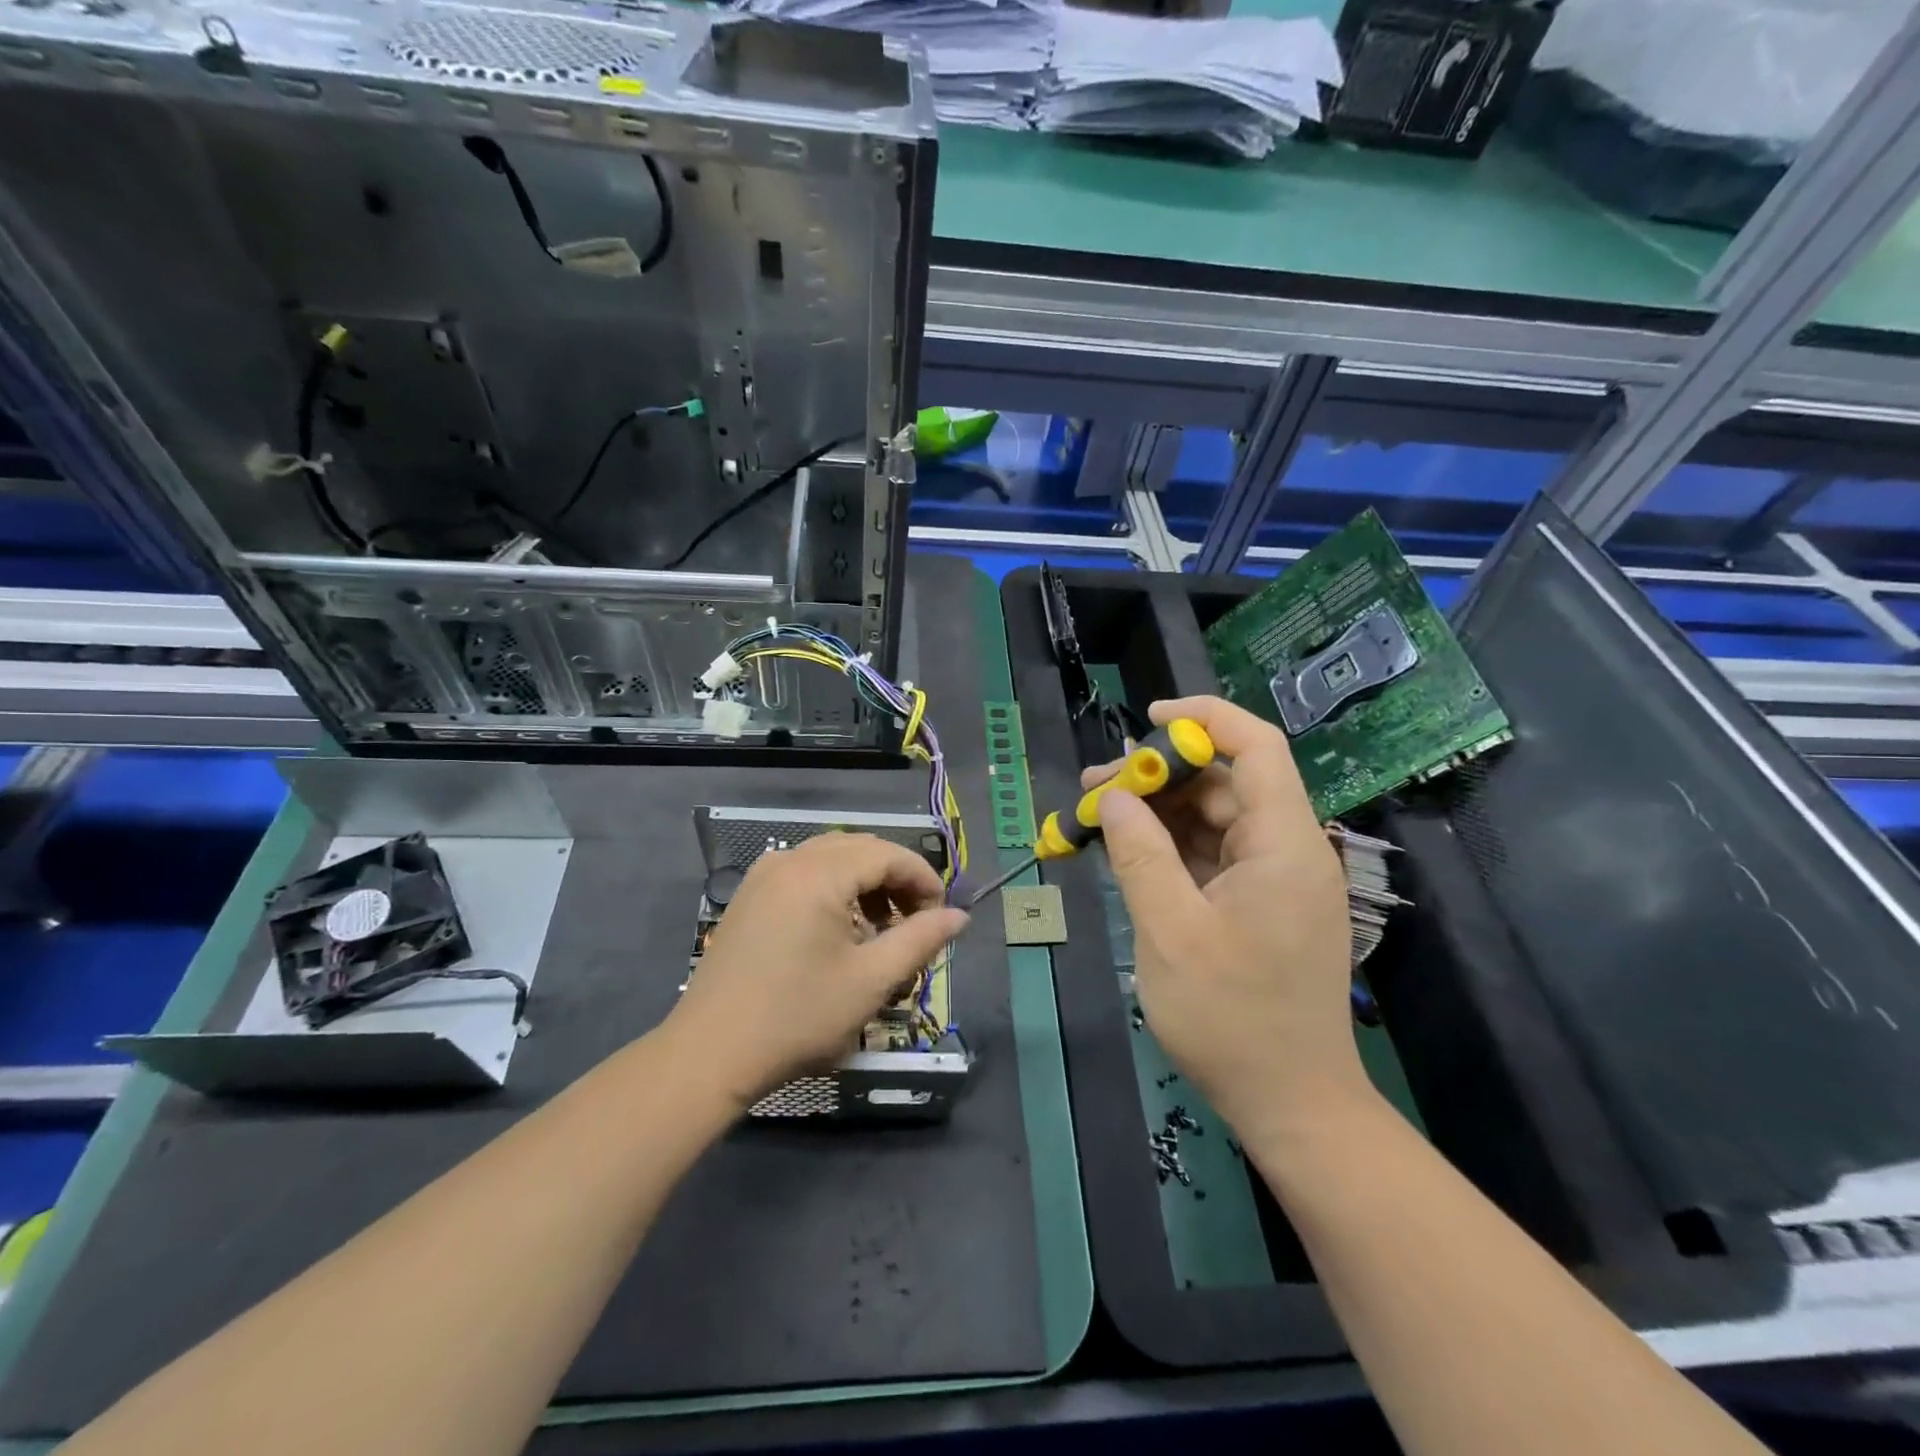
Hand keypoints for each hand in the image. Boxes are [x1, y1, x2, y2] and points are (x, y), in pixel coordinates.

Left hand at [665, 833, 967, 1111]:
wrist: (710, 1053)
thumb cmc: (798, 1017)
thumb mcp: (871, 981)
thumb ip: (920, 940)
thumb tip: (959, 916)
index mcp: (819, 874)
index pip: (887, 854)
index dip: (923, 878)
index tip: (942, 914)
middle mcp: (790, 860)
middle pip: (860, 849)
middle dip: (895, 878)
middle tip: (915, 921)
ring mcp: (764, 875)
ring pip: (831, 858)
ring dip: (865, 882)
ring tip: (881, 928)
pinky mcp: (749, 896)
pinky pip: (804, 873)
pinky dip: (833, 887)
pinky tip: (839, 929)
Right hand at [1086, 696, 1363, 1135]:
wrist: (1292, 1105)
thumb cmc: (1232, 1019)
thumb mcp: (1171, 932)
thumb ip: (1140, 855)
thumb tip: (1114, 798)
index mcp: (1283, 844)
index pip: (1256, 747)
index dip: (1204, 719)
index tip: (1146, 721)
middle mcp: (1288, 850)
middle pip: (1225, 783)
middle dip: (1160, 775)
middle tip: (1094, 788)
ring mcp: (1275, 880)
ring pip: (1214, 820)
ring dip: (1159, 813)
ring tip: (1098, 817)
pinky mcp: (1261, 906)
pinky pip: (1213, 856)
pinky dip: (1170, 848)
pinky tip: (1127, 853)